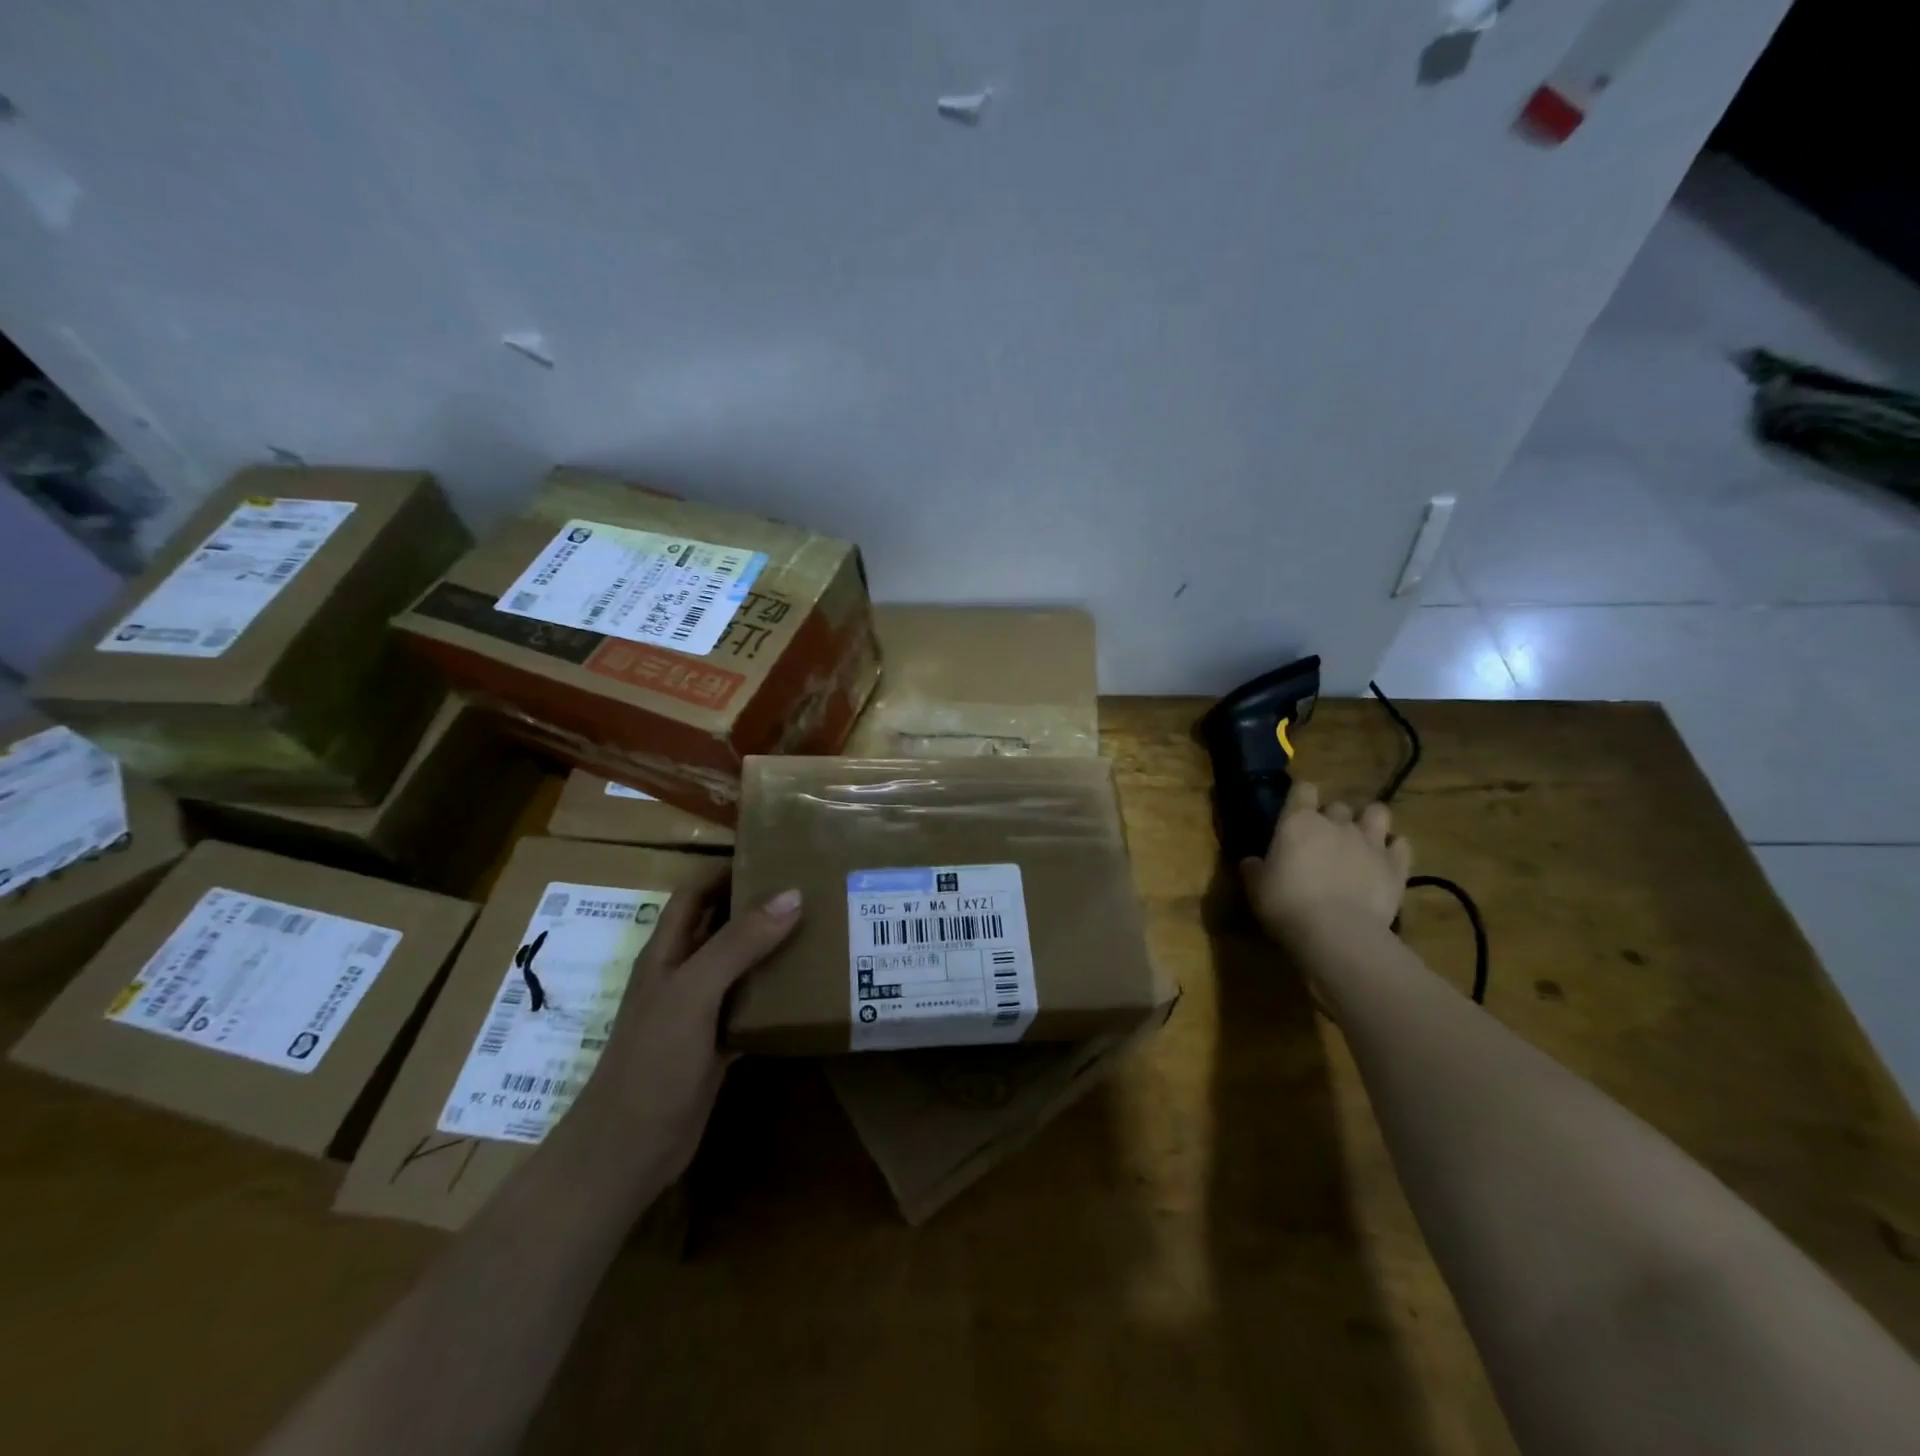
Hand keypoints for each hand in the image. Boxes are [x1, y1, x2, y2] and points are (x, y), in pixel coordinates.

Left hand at [574, 869, 801, 1180]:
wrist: (628, 1151)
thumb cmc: (652, 1061)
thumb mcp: (693, 992)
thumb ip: (739, 944)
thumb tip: (792, 894)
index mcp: (667, 952)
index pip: (697, 893)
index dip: (727, 868)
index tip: (775, 853)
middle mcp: (684, 973)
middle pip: (723, 925)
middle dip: (760, 904)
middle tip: (812, 887)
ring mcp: (700, 1010)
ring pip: (742, 965)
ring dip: (774, 948)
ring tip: (822, 927)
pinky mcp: (718, 1042)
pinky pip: (753, 1005)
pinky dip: (778, 994)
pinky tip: (812, 988)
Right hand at [1240, 781, 1410, 944]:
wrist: (1336, 932)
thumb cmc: (1286, 904)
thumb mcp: (1256, 888)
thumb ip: (1254, 869)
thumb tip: (1252, 862)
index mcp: (1298, 822)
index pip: (1302, 789)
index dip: (1300, 797)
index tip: (1295, 811)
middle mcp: (1336, 824)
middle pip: (1337, 805)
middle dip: (1332, 817)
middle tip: (1324, 839)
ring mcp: (1370, 842)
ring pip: (1377, 813)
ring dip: (1369, 822)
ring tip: (1362, 839)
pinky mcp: (1396, 866)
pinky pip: (1401, 845)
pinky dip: (1394, 849)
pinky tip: (1385, 861)